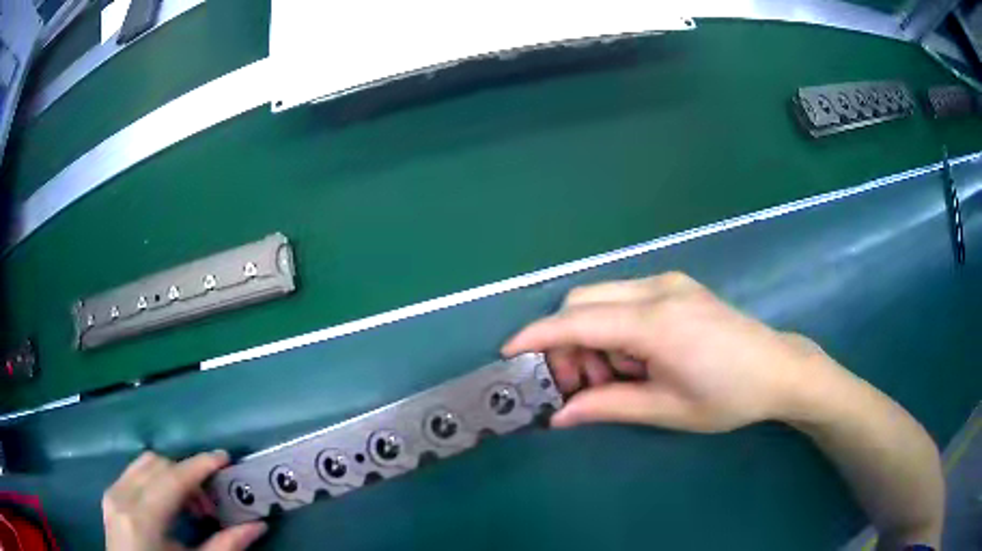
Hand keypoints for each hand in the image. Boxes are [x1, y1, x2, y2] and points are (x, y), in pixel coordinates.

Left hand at [103, 451, 266, 550]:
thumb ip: (225, 546)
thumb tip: (257, 525)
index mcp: (142, 519)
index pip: (172, 478)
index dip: (200, 465)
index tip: (225, 458)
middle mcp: (122, 497)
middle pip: (158, 464)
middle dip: (187, 476)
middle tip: (209, 505)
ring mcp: (112, 493)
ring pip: (144, 464)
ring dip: (171, 476)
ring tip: (188, 507)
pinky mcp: (109, 496)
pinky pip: (134, 474)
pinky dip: (155, 481)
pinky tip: (167, 507)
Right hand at [502, 272, 839, 432]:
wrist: (778, 369)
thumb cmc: (729, 397)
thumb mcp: (667, 410)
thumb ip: (609, 406)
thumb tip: (560, 415)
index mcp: (657, 323)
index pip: (580, 320)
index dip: (539, 336)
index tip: (510, 352)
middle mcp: (658, 290)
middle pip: (584, 300)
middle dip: (567, 342)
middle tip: (583, 385)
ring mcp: (669, 283)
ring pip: (602, 297)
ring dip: (592, 336)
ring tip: (617, 376)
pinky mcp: (677, 286)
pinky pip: (625, 299)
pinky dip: (614, 327)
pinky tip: (637, 357)